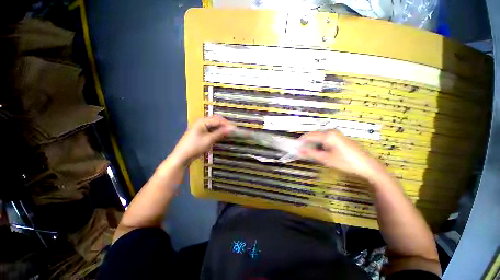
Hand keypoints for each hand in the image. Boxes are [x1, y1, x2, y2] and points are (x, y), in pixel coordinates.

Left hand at [171, 116, 234, 164]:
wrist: (182, 156)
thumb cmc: (195, 147)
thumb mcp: (209, 140)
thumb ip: (220, 133)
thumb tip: (231, 129)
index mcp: (202, 121)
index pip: (218, 120)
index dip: (227, 124)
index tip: (236, 129)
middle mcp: (202, 121)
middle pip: (216, 120)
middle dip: (225, 125)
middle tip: (233, 130)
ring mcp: (201, 127)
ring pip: (214, 125)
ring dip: (222, 128)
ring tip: (230, 132)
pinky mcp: (201, 132)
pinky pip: (211, 129)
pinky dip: (217, 131)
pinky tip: (222, 134)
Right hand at [299, 130, 385, 181]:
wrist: (368, 166)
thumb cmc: (346, 162)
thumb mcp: (326, 159)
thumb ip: (310, 153)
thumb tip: (298, 150)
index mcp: (328, 135)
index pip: (309, 136)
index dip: (301, 141)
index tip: (294, 147)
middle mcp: (331, 131)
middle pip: (314, 135)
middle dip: (307, 143)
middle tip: (302, 152)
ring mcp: (337, 134)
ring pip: (319, 137)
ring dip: (313, 144)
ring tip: (310, 153)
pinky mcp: (340, 138)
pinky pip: (326, 139)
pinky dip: (320, 144)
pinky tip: (320, 152)